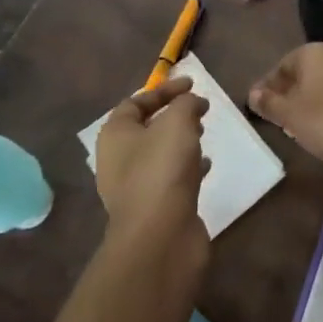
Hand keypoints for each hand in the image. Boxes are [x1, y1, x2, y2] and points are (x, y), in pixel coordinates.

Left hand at [94, 76, 210, 249]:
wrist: (160, 236)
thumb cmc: (162, 169)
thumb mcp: (178, 122)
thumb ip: (186, 104)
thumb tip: (193, 103)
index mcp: (115, 135)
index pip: (135, 102)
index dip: (163, 90)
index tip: (192, 85)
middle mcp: (118, 160)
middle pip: (145, 129)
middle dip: (172, 116)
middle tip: (199, 110)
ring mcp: (134, 188)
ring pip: (159, 155)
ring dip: (180, 142)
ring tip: (204, 134)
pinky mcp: (153, 209)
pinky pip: (170, 179)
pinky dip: (188, 168)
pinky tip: (207, 166)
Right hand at [248, 44, 322, 188]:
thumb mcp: (292, 117)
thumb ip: (270, 103)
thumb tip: (253, 93)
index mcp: (314, 52)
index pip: (283, 64)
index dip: (269, 86)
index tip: (261, 107)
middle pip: (307, 71)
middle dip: (292, 93)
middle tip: (280, 118)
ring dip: (313, 100)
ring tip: (303, 126)